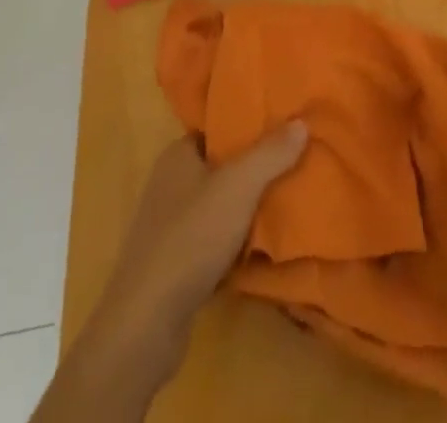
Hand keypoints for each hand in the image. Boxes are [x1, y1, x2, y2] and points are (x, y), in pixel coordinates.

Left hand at [55, 121, 307, 416]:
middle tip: (294, 161)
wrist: (146, 325)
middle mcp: (169, 185)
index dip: (249, 125)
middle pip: (221, 166)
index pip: (218, 128)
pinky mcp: (173, 265)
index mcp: (177, 155)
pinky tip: (261, 246)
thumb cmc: (191, 238)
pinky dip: (235, 240)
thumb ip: (271, 153)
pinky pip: (213, 239)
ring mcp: (168, 227)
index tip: (284, 125)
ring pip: (219, 204)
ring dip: (247, 206)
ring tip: (287, 199)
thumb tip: (301, 122)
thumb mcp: (239, 186)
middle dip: (254, 166)